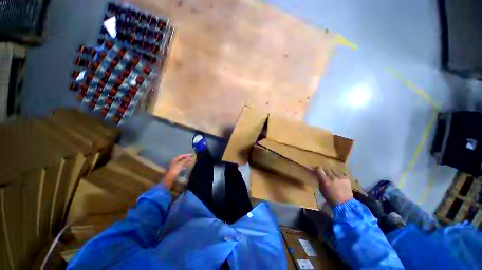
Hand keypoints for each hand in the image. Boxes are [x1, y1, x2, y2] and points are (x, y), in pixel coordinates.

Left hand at [162, 154, 193, 188]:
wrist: (170, 177)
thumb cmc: (175, 169)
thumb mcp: (181, 164)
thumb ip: (185, 160)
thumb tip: (189, 157)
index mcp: (175, 159)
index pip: (181, 156)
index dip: (186, 155)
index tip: (191, 155)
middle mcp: (174, 162)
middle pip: (181, 159)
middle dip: (187, 159)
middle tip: (192, 159)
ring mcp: (174, 166)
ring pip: (181, 163)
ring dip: (186, 163)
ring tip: (191, 163)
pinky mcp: (175, 170)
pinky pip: (180, 166)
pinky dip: (184, 166)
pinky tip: (186, 167)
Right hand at [314, 167, 352, 206]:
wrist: (344, 204)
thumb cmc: (330, 198)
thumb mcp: (321, 189)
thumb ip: (320, 181)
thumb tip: (319, 176)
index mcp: (325, 180)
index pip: (319, 169)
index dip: (317, 169)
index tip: (317, 170)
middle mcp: (332, 177)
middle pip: (326, 169)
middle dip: (324, 171)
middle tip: (324, 174)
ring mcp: (340, 177)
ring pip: (333, 170)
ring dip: (331, 173)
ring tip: (332, 177)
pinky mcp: (346, 179)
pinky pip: (340, 174)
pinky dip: (338, 176)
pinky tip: (338, 179)